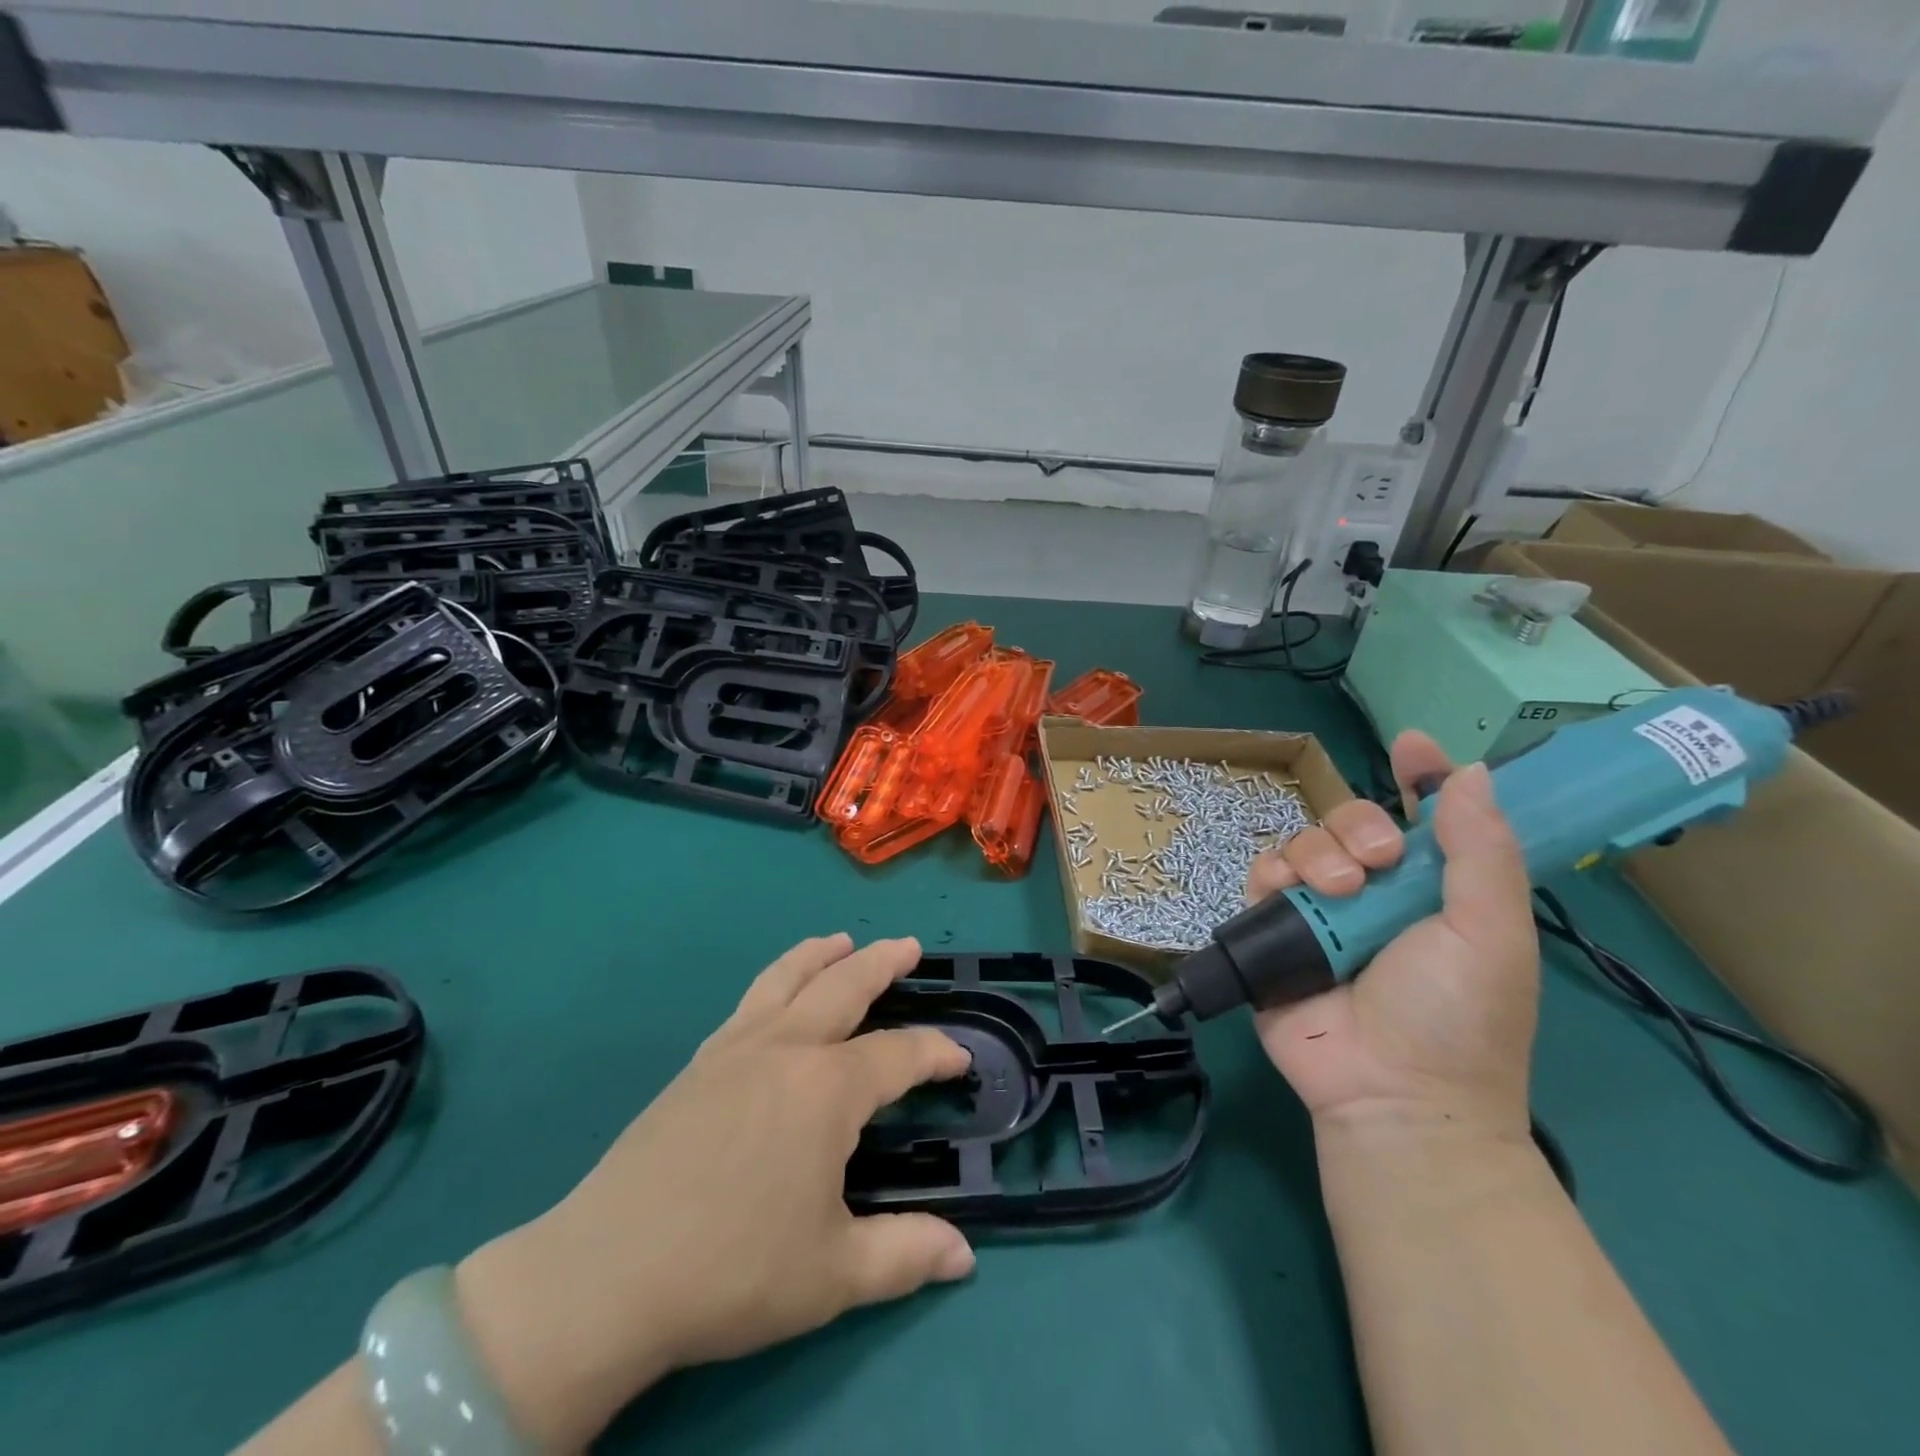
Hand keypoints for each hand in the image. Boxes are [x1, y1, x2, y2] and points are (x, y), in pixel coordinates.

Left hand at [453, 935, 974, 1450]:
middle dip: (883, 963)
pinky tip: (776, 998)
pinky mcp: (697, 1064)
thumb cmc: (733, 1269)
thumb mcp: (833, 1274)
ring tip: (840, 941)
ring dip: (820, 955)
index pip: (900, 1055)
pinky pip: (748, 1001)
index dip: (937, 1053)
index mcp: (827, 1089)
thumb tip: (965, 1256)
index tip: (960, 1059)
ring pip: (787, 979)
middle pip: (844, 987)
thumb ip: (905, 1255)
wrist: (608, 1273)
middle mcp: (786, 1049)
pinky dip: (776, 980)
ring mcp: (735, 1050)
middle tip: (908, 945)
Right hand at [1245, 733, 1539, 1141]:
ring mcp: (1323, 911)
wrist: (1389, 1093)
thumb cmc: (1457, 1017)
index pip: (1427, 818)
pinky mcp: (1276, 930)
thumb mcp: (1490, 934)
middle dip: (1359, 825)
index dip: (1420, 778)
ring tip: (1337, 892)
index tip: (1411, 746)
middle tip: (1378, 861)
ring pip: (1305, 842)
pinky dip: (1271, 873)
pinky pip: (1263, 876)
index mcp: (1435, 890)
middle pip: (1353, 822)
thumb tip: (1472, 773)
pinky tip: (1285, 890)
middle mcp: (1377, 893)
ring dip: (1318, 852)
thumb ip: (1481, 853)